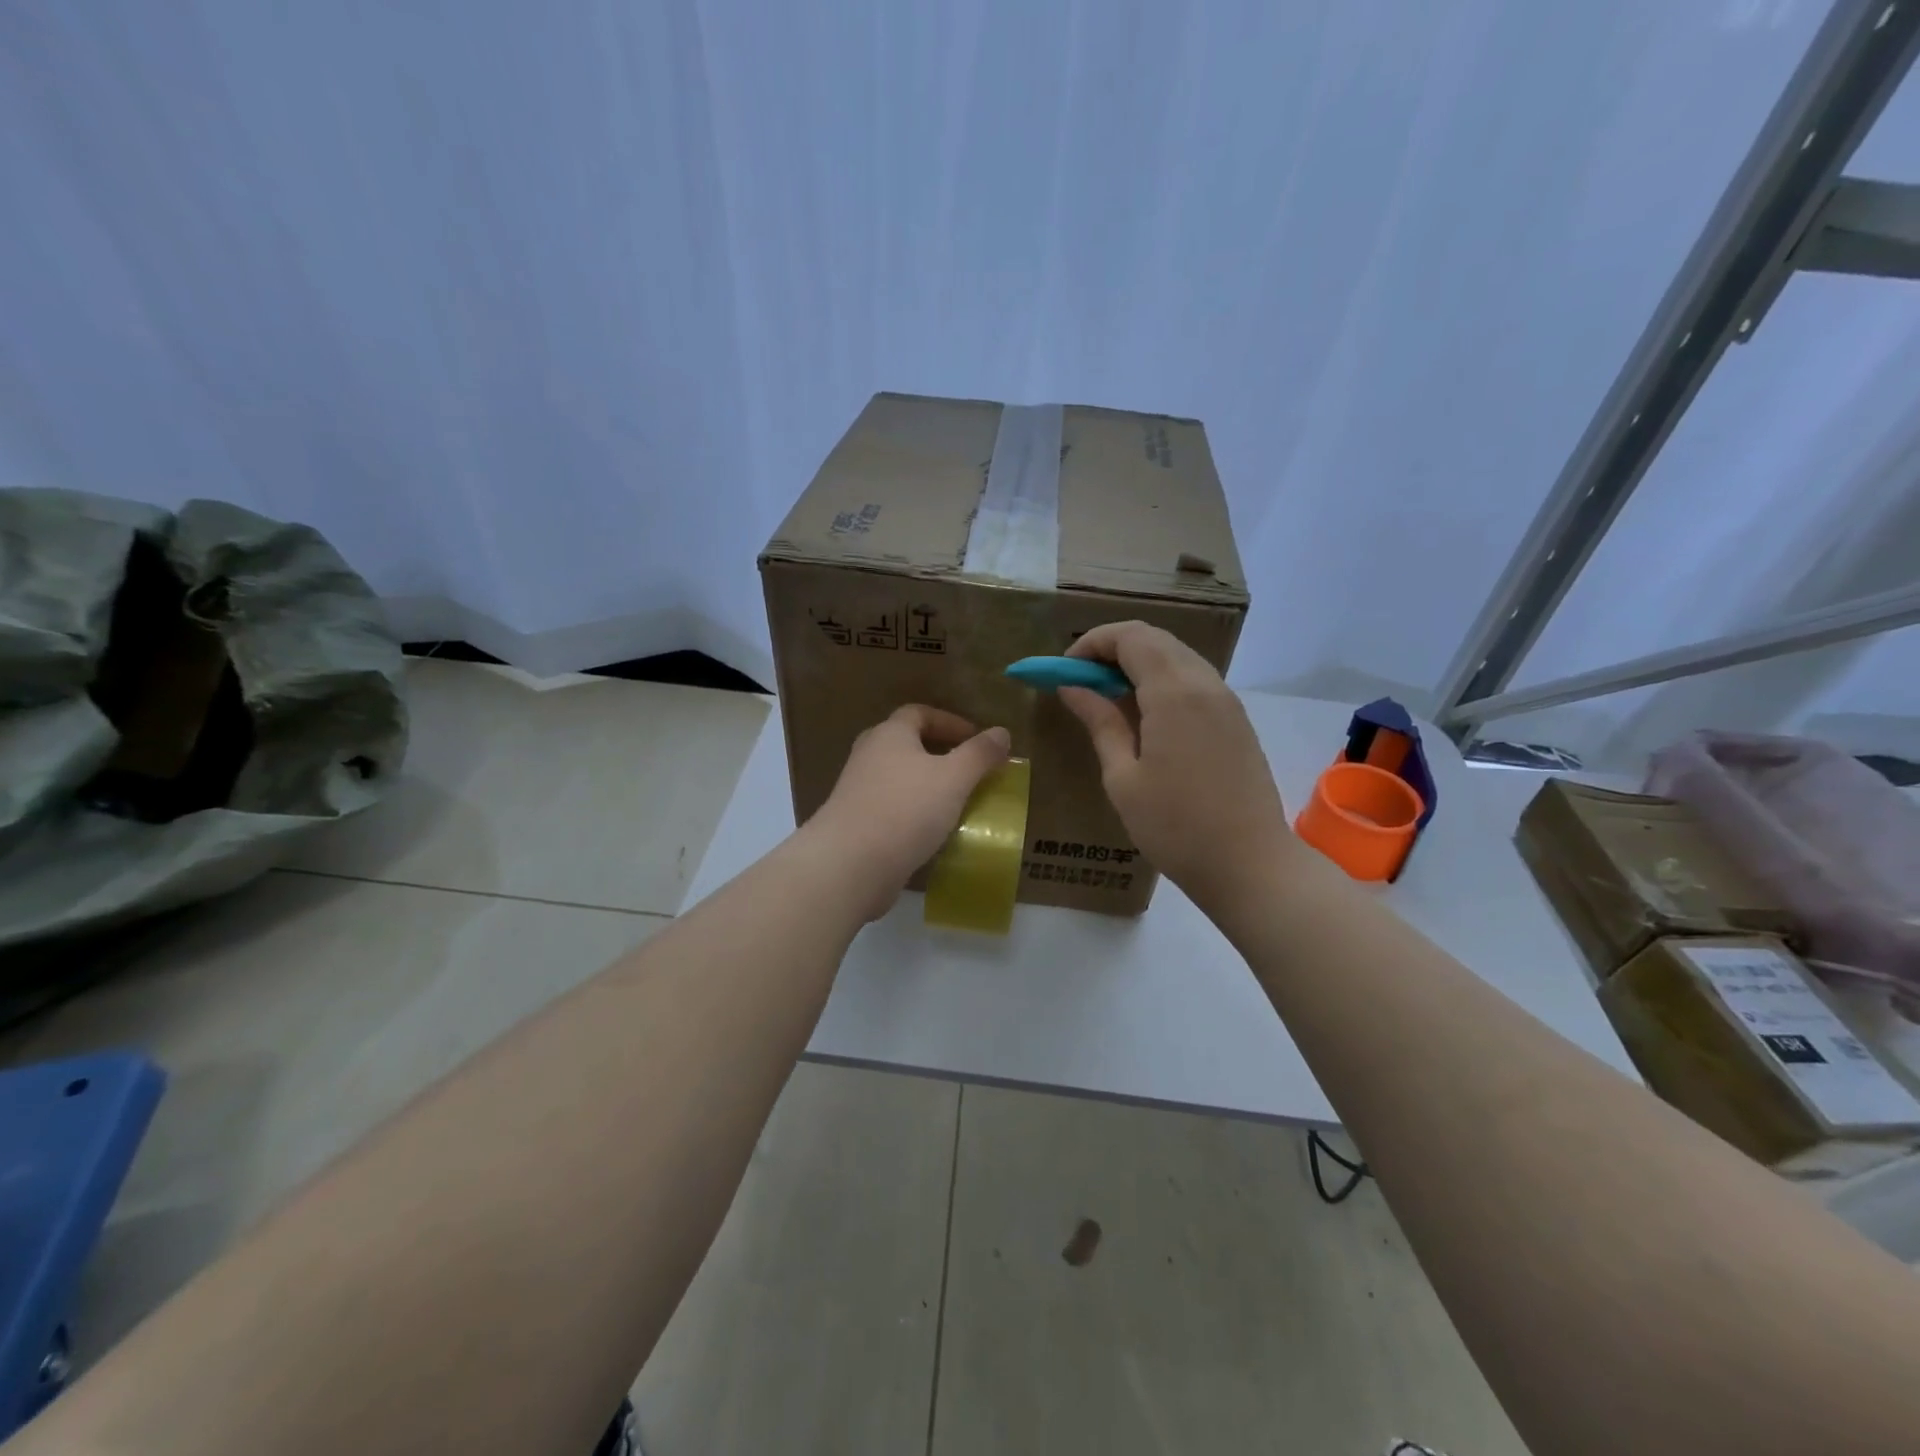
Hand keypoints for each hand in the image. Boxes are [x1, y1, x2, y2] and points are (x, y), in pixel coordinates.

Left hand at [806, 706, 1011, 918]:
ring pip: (898, 777)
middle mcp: (868, 755)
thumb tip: (1001, 732)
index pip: (920, 713)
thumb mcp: (954, 778)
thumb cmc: (905, 809)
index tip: (977, 740)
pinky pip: (891, 807)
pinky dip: (913, 811)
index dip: (951, 722)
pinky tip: (931, 831)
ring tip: (955, 802)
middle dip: (937, 752)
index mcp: (889, 734)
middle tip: (967, 768)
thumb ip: (979, 754)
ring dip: (926, 784)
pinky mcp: (855, 822)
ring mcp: (857, 790)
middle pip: (905, 743)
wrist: (849, 865)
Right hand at [1058, 622, 1295, 915]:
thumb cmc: (1175, 827)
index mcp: (1174, 693)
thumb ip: (1100, 723)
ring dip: (1138, 664)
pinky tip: (1144, 716)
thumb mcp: (1123, 778)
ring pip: (1177, 656)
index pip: (1130, 637)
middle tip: (1081, 681)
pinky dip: (1162, 681)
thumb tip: (1072, 687)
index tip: (1065, 670)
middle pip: (1155, 639)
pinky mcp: (1236, 720)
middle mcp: (1205, 683)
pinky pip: (1194, 680)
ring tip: (1107, 698)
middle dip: (1112, 649)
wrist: (1250, 865)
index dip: (1092, 643)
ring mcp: (1226, 700)